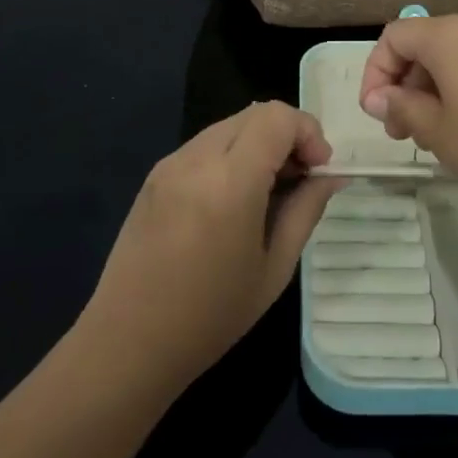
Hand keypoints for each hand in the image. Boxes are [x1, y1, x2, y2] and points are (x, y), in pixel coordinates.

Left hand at [81, 102, 337, 393]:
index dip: (308, 132)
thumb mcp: (274, 267)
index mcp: (229, 181)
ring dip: (259, 143)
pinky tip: (232, 200)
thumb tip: (330, 175)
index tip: (318, 170)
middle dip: (287, 135)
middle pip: (255, 113)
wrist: (127, 343)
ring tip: (268, 192)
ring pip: (230, 125)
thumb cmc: (210, 316)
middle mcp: (196, 158)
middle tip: (300, 180)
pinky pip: (205, 145)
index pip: (277, 117)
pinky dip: (231, 155)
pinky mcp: (155, 174)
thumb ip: (306, 209)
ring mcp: (170, 163)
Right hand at [359, 14, 457, 207]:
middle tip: (407, 133)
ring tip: (444, 138)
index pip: (393, 37)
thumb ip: (404, 110)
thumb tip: (381, 97)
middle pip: (425, 46)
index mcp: (448, 36)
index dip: (375, 73)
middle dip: (406, 87)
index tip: (378, 115)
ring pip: (457, 59)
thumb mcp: (443, 134)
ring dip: (437, 93)